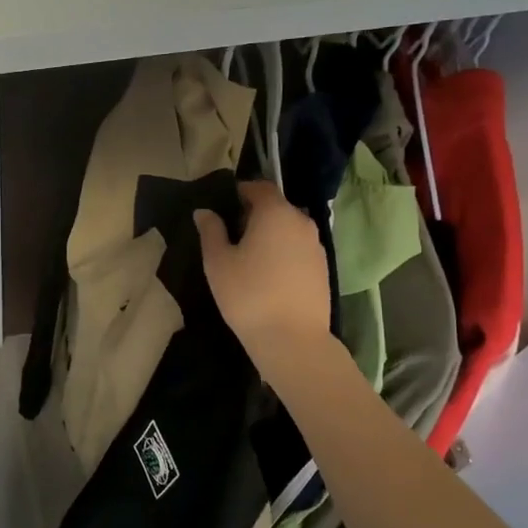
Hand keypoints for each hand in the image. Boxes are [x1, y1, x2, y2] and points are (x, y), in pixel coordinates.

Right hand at [195, 181, 331, 362]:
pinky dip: (284, 252)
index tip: (224, 205)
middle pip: (276, 207)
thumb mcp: (218, 262)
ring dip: (271, 234)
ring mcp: (316, 245)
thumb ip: (211, 231)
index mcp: (275, 213)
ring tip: (250, 257)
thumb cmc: (248, 295)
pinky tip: (269, 275)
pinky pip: (299, 249)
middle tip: (232, 234)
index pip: (260, 187)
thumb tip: (204, 212)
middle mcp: (301, 221)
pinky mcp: (323, 268)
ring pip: (289, 229)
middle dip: (255, 214)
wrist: (293, 339)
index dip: (241, 191)